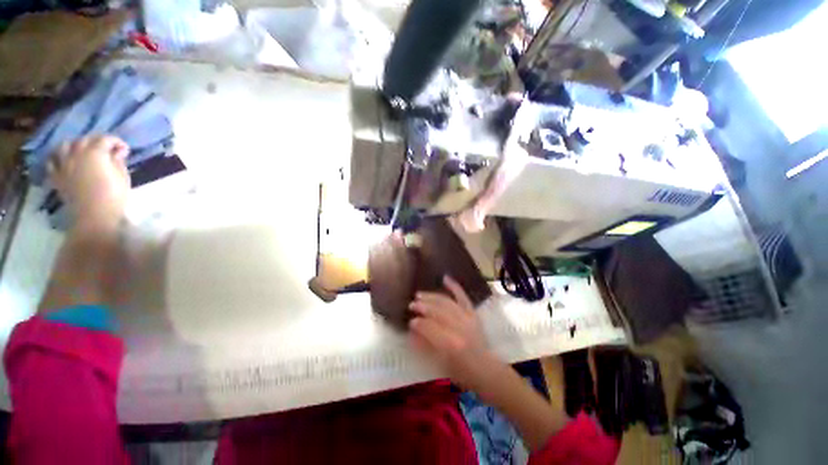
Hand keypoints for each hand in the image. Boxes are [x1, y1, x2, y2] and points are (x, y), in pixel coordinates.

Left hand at [48, 135, 130, 229]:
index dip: (116, 142)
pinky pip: (52, 162)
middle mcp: (77, 153)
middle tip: (107, 150)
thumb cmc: (114, 196)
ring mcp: (64, 164)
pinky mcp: (57, 176)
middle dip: (97, 142)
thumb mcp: (122, 177)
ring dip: (75, 146)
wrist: (94, 216)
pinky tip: (64, 161)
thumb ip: (118, 161)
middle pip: (85, 140)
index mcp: (95, 152)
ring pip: (65, 146)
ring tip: (82, 152)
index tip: (125, 150)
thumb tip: (117, 152)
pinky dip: (58, 158)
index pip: (106, 139)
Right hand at [408, 276, 500, 389]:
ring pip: (447, 302)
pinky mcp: (472, 313)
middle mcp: (460, 327)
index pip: (430, 328)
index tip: (410, 321)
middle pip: (438, 311)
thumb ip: (425, 345)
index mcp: (451, 344)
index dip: (418, 323)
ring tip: (420, 294)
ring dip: (432, 297)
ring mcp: (467, 318)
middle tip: (412, 305)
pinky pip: (463, 297)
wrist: (486, 369)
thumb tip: (412, 331)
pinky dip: (454, 286)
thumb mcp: (440, 364)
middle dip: (423, 307)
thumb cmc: (461, 372)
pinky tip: (445, 278)